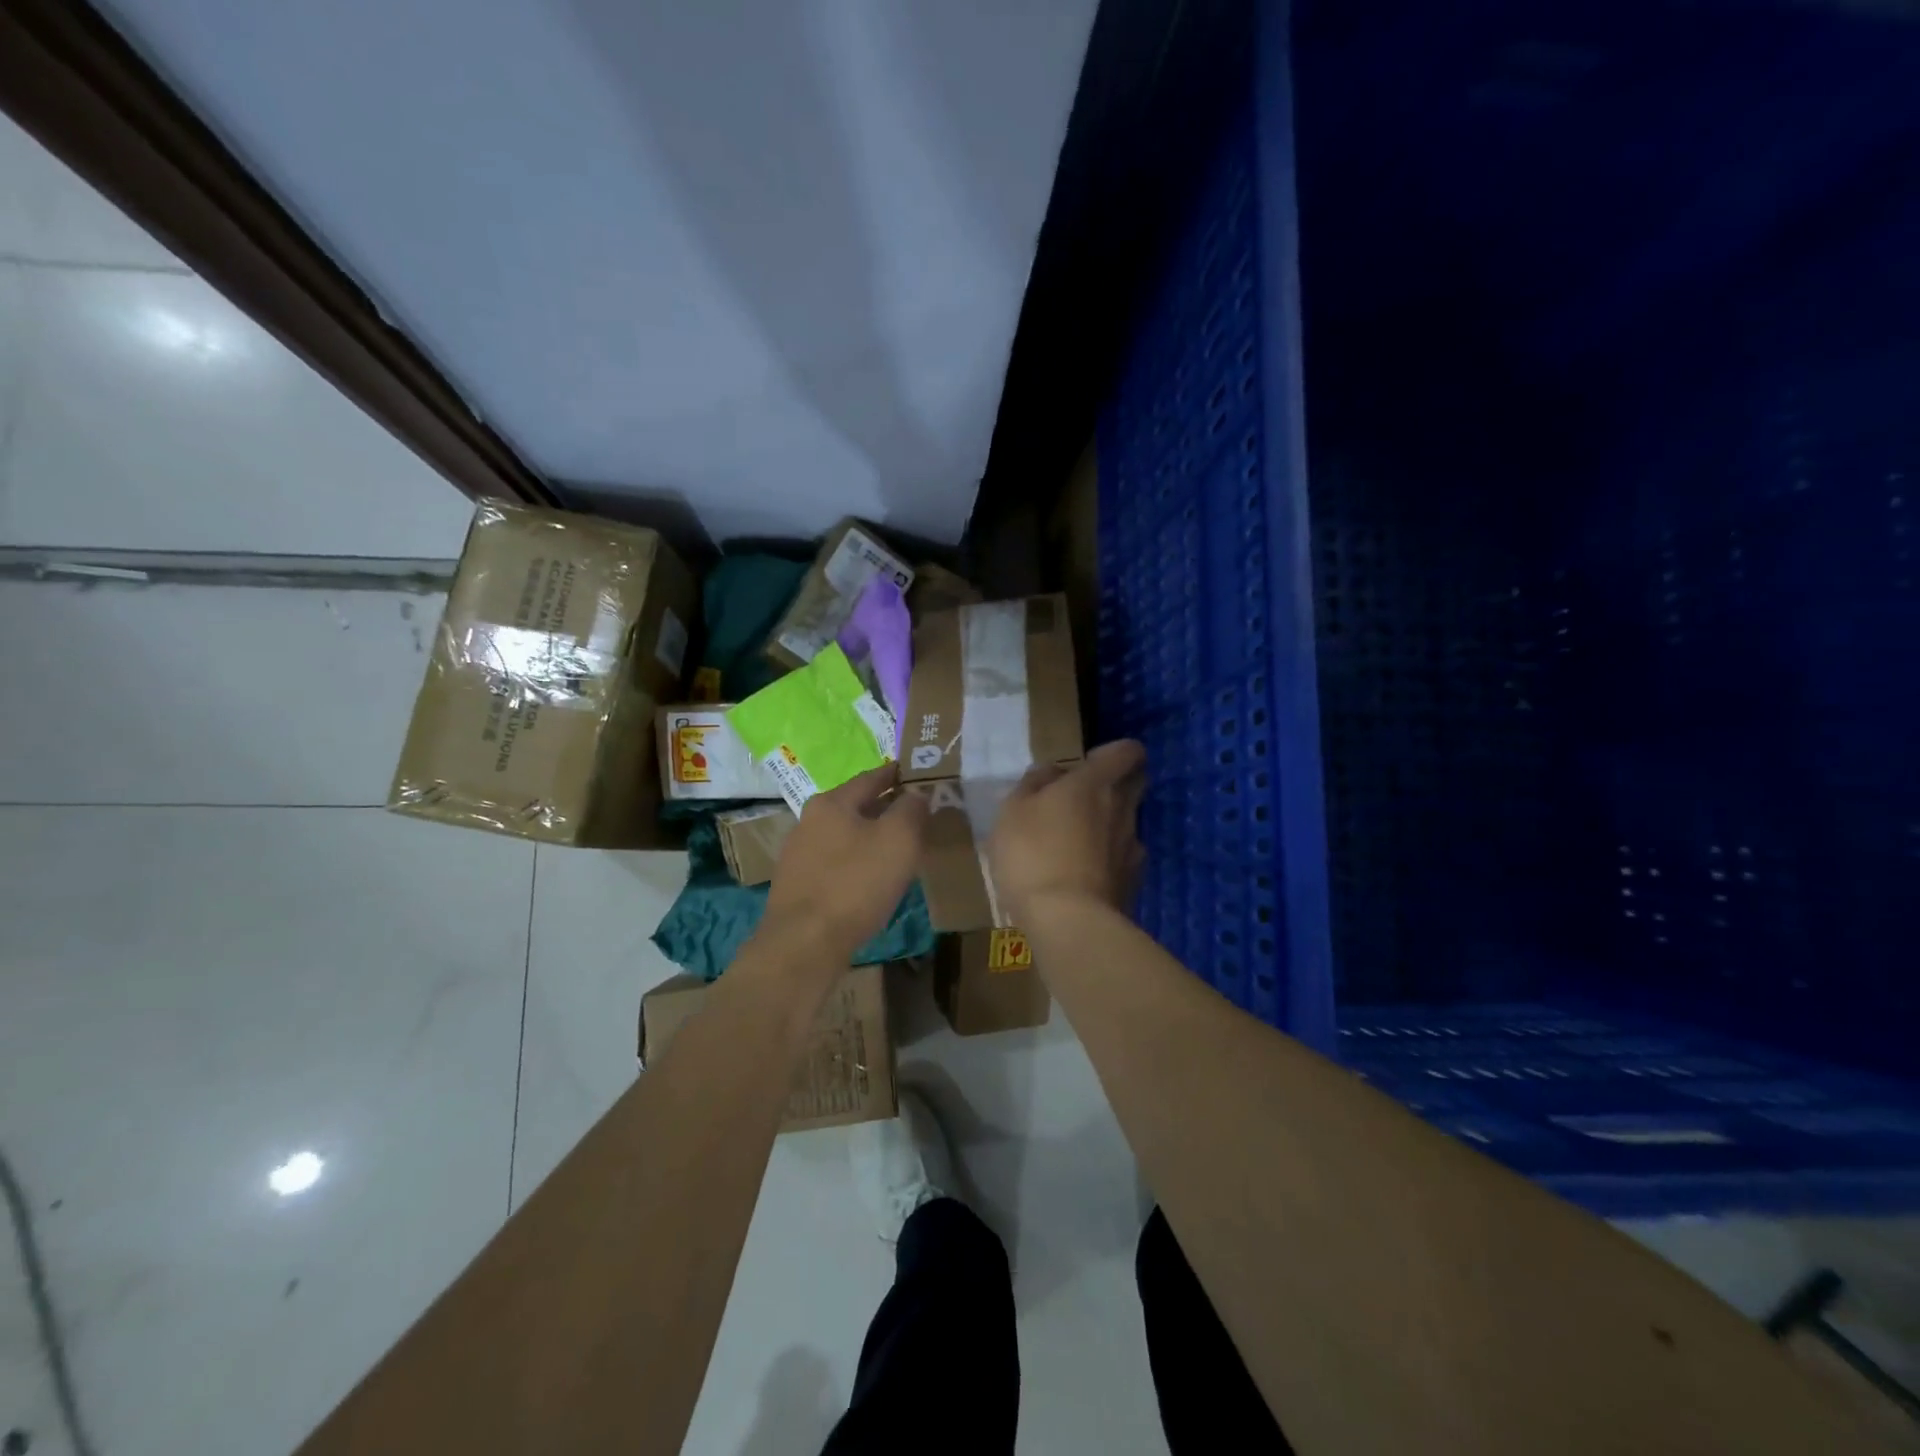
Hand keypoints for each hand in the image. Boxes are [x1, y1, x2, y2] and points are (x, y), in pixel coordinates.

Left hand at [761, 764, 929, 959]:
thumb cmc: (856, 884)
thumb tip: (916, 794)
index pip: (871, 777)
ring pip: (845, 836)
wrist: (804, 944)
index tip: (918, 775)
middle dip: (886, 808)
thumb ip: (912, 809)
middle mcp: (809, 821)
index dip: (898, 775)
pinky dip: (857, 863)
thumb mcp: (898, 840)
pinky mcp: (798, 885)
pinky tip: (871, 879)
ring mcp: (799, 854)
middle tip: (916, 815)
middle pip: (856, 806)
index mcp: (831, 802)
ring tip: (898, 849)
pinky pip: (836, 863)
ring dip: (871, 837)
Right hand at [988, 739, 1146, 922]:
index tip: (1088, 764)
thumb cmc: (1032, 854)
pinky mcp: (1134, 882)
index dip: (1114, 753)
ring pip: (1128, 823)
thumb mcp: (1012, 811)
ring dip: (1108, 826)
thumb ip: (1033, 784)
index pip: (1128, 751)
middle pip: (1136, 783)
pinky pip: (1124, 859)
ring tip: (1075, 846)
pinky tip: (1083, 877)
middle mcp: (1122, 808)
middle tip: (1082, 800)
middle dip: (1117, 784)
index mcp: (1095, 783)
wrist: (1067, 921)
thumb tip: (1052, 773)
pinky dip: (1108, 861)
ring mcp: (1132, 847)